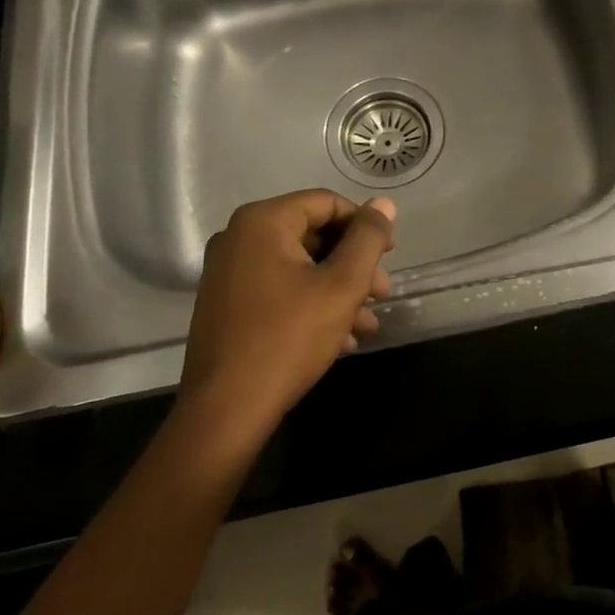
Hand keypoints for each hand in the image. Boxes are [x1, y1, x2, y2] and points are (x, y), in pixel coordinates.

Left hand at [176, 189, 395, 447]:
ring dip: (337, 291)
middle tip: (382, 294)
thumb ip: (368, 239)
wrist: (226, 411)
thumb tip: (383, 204)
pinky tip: (339, 340)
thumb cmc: (289, 338)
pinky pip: (278, 289)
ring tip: (367, 325)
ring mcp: (227, 272)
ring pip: (298, 267)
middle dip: (353, 265)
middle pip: (313, 235)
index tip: (389, 256)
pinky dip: (310, 305)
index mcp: (263, 222)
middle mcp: (238, 238)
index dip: (364, 226)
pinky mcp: (225, 305)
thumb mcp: (342, 285)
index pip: (327, 203)